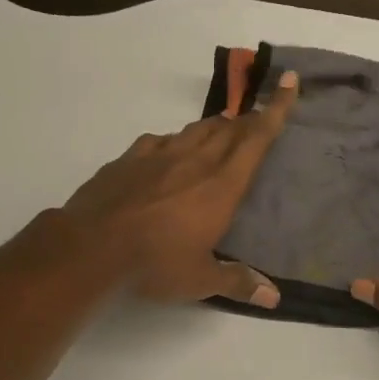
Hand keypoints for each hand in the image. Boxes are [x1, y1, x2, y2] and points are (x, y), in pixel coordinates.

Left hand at [62, 70, 300, 306]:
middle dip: (249, 118)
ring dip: (215, 126)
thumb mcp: (201, 280)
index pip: (256, 139)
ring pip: (195, 130)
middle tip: (260, 114)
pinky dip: (174, 140)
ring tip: (224, 128)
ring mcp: (158, 156)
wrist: (91, 247)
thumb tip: (275, 298)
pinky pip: (159, 140)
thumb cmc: (156, 263)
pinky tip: (170, 148)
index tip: (288, 81)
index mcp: (221, 186)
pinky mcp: (129, 160)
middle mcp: (194, 161)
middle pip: (229, 129)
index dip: (276, 109)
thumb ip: (238, 282)